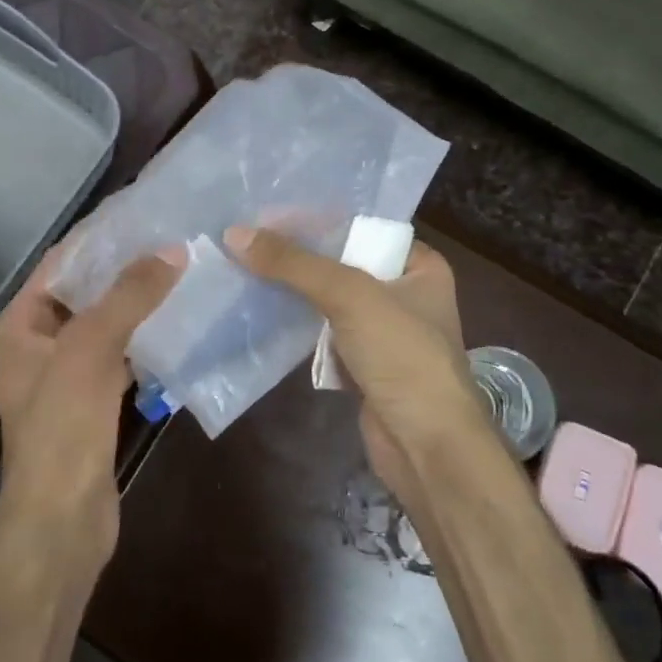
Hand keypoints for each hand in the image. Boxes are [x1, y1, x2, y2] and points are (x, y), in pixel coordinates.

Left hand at [0, 242, 179, 572]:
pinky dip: (144, 341)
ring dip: (137, 305)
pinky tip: (178, 326)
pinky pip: (120, 357)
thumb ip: (129, 295)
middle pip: (84, 293)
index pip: (60, 263)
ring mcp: (65, 376)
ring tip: (181, 273)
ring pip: (105, 326)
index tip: (142, 212)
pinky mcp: (92, 402)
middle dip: (124, 269)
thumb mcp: (91, 348)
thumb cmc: (63, 425)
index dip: (98, 237)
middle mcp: (38, 344)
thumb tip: (172, 250)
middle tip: (172, 240)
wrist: (62, 517)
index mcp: (20, 325)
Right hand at [225, 226, 487, 494]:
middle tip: (247, 241)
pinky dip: (299, 326)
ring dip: (294, 291)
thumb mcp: (350, 296)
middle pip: (343, 263)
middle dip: (298, 257)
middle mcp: (405, 293)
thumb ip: (294, 264)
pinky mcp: (364, 365)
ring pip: (330, 300)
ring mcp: (384, 332)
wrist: (426, 445)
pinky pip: (325, 333)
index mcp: (420, 266)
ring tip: (244, 269)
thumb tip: (235, 234)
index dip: (316, 221)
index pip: (362, 228)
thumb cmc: (402, 356)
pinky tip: (262, 311)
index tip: (267, 216)